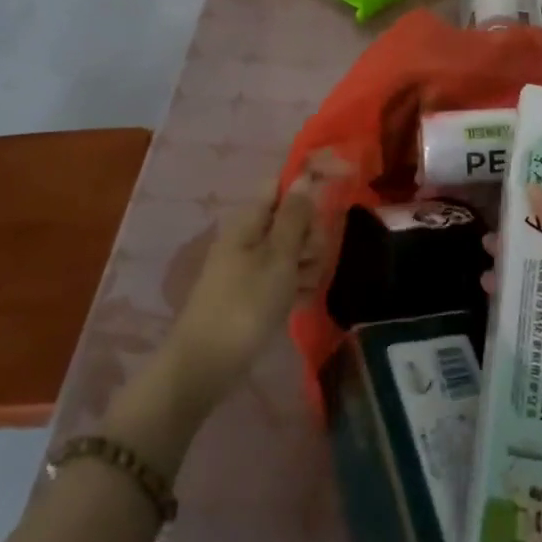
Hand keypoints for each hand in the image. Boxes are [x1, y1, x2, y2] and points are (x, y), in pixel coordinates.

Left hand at [159, 153, 346, 410]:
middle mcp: (248, 236)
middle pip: (291, 217)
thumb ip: (294, 216)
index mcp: (249, 219)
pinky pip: (283, 276)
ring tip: (305, 286)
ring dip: (307, 263)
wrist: (206, 365)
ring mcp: (249, 265)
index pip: (281, 184)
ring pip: (291, 249)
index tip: (336, 192)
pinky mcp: (253, 291)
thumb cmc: (245, 304)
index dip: (308, 183)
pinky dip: (295, 284)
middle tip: (310, 258)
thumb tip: (305, 176)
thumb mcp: (278, 257)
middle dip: (310, 234)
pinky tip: (301, 301)